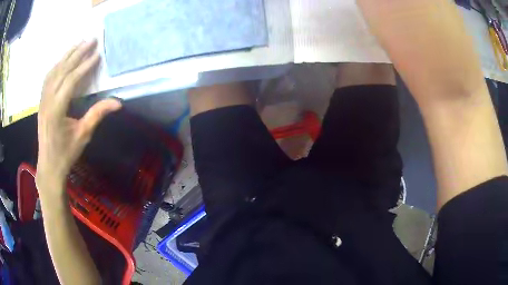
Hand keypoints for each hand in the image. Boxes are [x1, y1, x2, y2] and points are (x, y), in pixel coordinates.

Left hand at [36, 40, 121, 192]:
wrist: (49, 165)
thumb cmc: (66, 153)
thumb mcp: (83, 136)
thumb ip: (97, 115)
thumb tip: (117, 102)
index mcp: (56, 110)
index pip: (70, 81)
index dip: (84, 66)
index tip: (97, 54)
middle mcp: (47, 101)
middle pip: (62, 71)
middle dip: (77, 53)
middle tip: (90, 39)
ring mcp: (42, 100)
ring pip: (54, 71)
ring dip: (66, 55)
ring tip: (79, 43)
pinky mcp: (41, 101)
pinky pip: (48, 77)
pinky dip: (57, 65)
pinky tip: (64, 58)